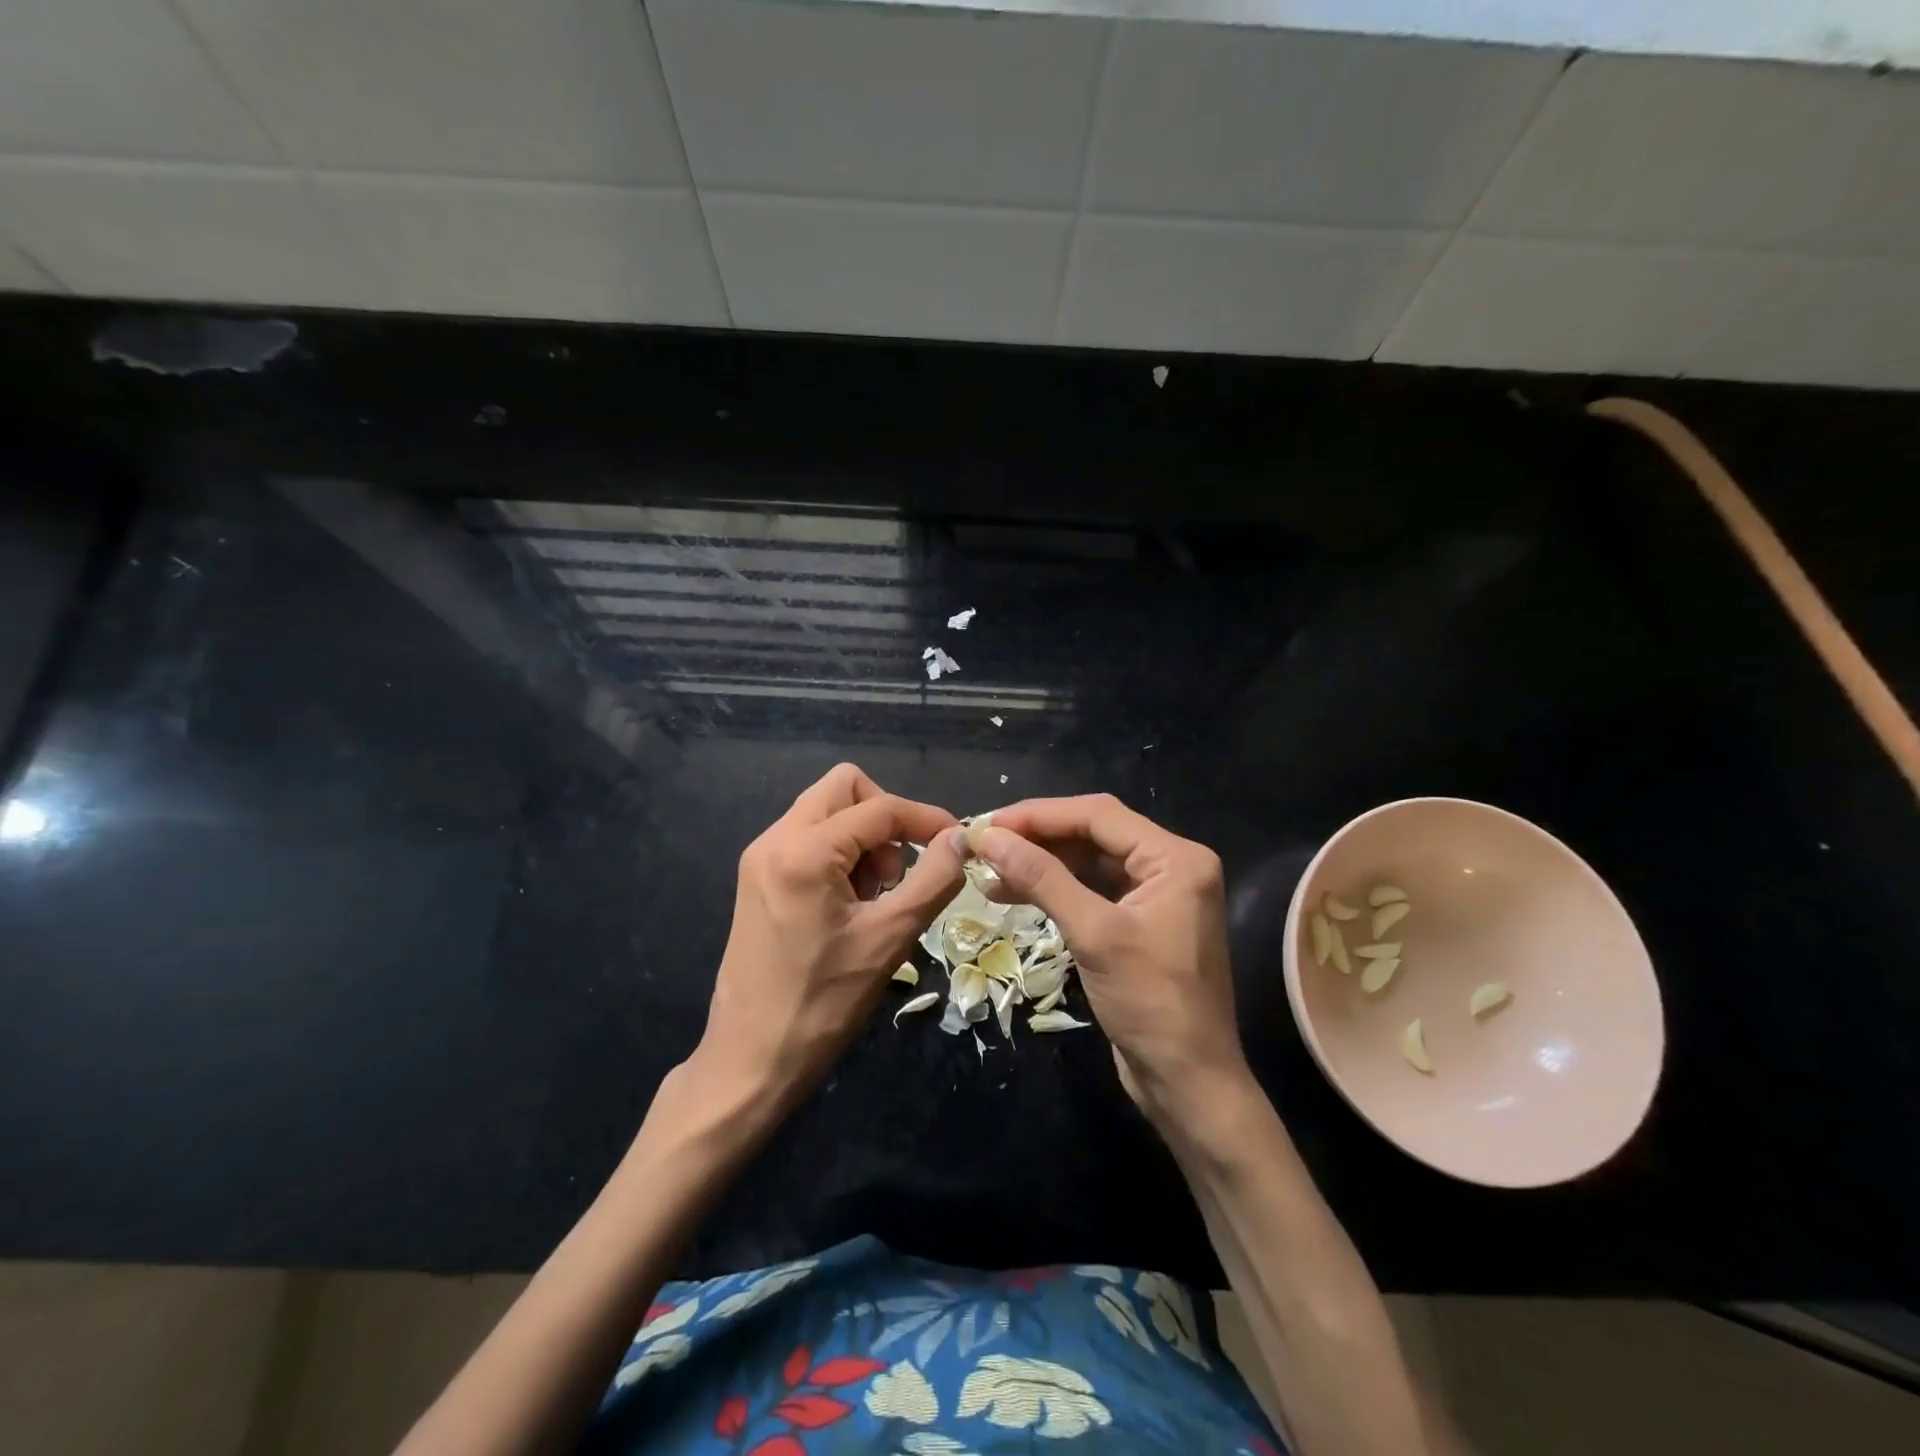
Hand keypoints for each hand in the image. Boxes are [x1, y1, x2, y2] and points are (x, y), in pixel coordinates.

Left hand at [696, 764, 963, 1100]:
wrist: (750, 1060)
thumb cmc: (823, 1003)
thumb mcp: (889, 939)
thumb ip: (932, 880)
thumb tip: (960, 839)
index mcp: (804, 850)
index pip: (879, 807)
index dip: (925, 819)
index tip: (957, 843)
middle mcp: (774, 840)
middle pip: (844, 789)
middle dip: (885, 819)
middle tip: (900, 872)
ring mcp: (761, 858)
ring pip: (826, 812)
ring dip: (863, 838)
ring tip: (875, 896)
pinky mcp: (757, 878)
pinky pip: (809, 839)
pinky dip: (840, 855)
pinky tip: (850, 904)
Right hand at [969, 796, 1248, 1122]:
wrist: (1188, 1083)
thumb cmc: (1150, 1003)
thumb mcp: (1093, 934)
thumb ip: (1042, 878)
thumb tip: (989, 837)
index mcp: (1175, 858)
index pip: (1099, 815)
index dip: (1040, 815)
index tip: (989, 824)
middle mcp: (1171, 866)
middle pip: (1094, 834)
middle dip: (1038, 838)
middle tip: (986, 845)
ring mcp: (1157, 895)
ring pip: (1090, 862)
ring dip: (1042, 864)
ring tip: (990, 871)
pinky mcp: (1141, 923)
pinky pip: (1093, 891)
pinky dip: (1056, 890)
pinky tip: (1016, 893)